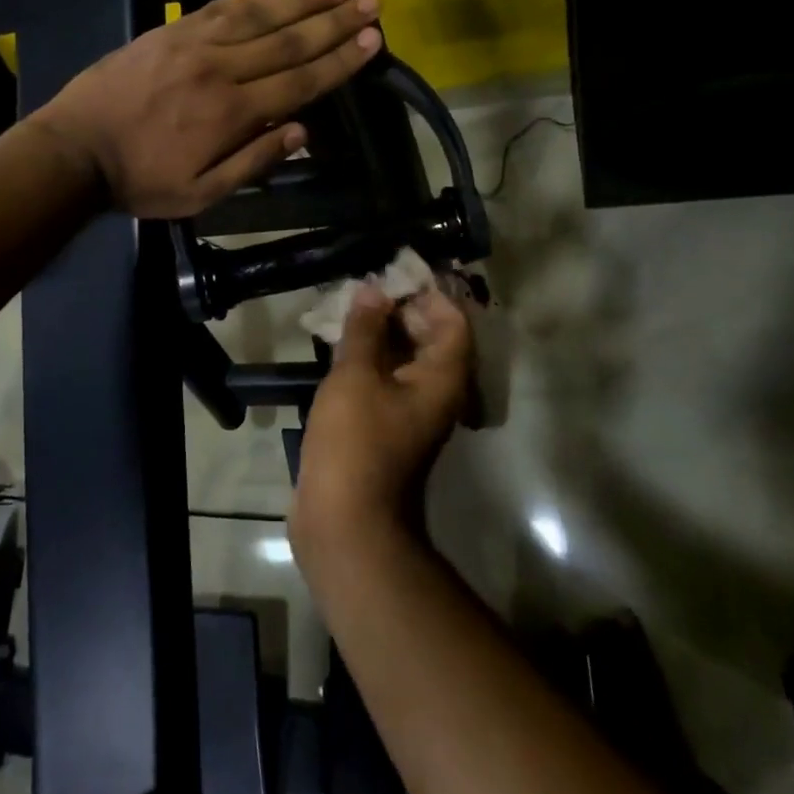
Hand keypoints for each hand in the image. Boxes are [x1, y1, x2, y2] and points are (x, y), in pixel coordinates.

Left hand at [33, 0, 380, 218]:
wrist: (74, 149)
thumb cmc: (140, 180)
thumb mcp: (201, 193)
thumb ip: (253, 162)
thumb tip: (302, 130)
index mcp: (232, 113)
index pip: (300, 81)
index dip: (340, 60)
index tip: (372, 39)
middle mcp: (221, 69)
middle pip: (289, 40)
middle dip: (335, 21)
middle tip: (371, 1)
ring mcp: (194, 43)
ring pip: (260, 15)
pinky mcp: (171, 31)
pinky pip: (220, 6)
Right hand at [291, 284, 474, 580]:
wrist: (345, 522)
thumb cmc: (356, 443)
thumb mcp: (357, 377)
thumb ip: (366, 329)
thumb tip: (373, 290)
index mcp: (442, 378)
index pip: (453, 321)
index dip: (430, 292)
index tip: (396, 271)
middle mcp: (435, 393)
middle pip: (430, 338)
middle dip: (401, 308)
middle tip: (365, 286)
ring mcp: (410, 412)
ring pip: (404, 359)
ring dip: (381, 332)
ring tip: (349, 307)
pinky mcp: (384, 427)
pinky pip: (385, 379)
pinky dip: (369, 358)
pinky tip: (339, 345)